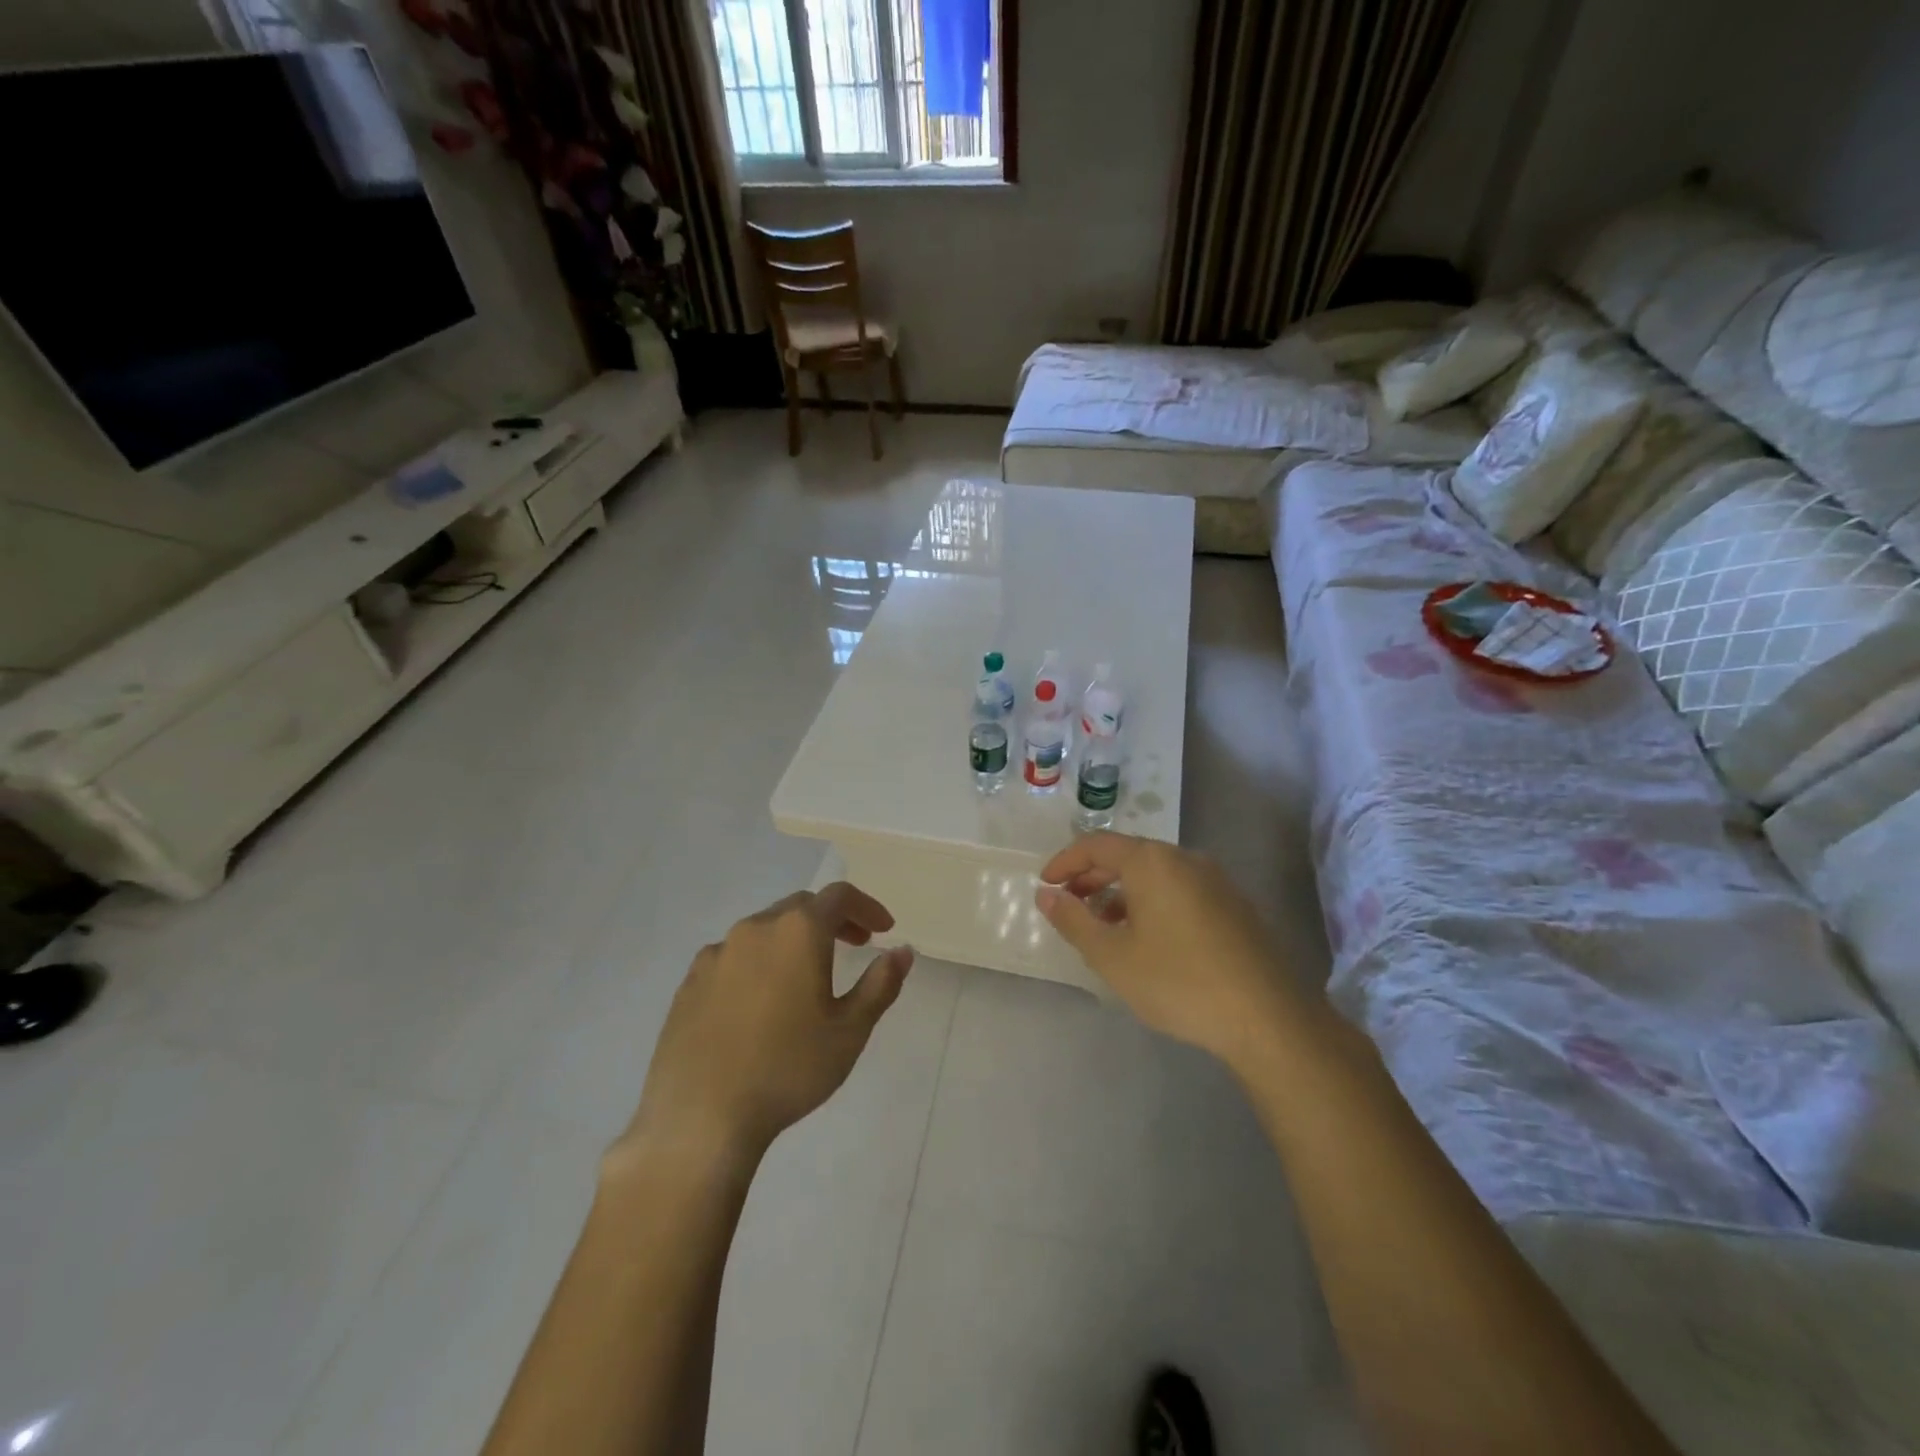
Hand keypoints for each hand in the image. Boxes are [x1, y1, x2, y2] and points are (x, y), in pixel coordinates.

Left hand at [615, 883, 913, 1169]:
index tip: (883, 930)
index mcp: (798, 931)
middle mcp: (755, 928)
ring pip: (765, 930)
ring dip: (794, 940)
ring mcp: (716, 953)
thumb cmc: (788, 1069)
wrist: (700, 1118)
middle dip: (833, 920)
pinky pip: (733, 957)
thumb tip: (902, 952)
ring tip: (808, 977)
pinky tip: (760, 1002)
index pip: (839, 896)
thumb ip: (880, 984)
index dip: (867, 907)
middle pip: (801, 906)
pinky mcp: (689, 982)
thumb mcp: (850, 1031)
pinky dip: (758, 963)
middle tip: (855, 946)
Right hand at [1036, 833, 1312, 1071]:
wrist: (1267, 1016)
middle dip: (1092, 877)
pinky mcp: (1233, 904)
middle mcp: (1184, 858)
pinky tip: (1146, 938)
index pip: (1096, 845)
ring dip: (1121, 892)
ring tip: (1103, 926)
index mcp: (1152, 862)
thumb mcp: (1112, 956)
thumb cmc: (1178, 981)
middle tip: (1068, 905)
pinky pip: (1178, 889)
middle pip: (1127, 855)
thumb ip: (1073, 920)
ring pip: (1154, 874)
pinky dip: (1150, 902)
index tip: (1045, 885)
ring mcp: (1214, 880)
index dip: (1065, 862)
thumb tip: (1046, 895)